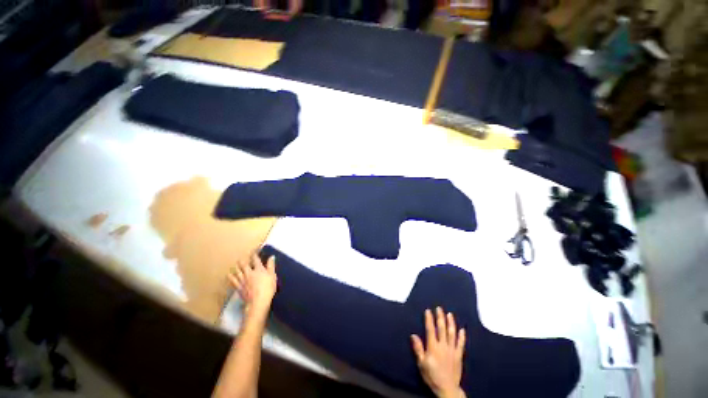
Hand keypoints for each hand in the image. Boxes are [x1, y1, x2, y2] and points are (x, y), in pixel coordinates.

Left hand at [228, 252, 277, 316]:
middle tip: (241, 258)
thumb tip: (271, 256)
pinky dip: (230, 277)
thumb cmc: (268, 288)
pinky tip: (229, 274)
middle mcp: (249, 272)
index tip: (253, 252)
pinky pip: (233, 280)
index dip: (254, 255)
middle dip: (243, 261)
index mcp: (258, 269)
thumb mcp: (272, 275)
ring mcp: (243, 280)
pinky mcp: (238, 287)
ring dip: (236, 267)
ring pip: (237, 271)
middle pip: (244, 265)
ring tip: (235, 264)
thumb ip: (271, 266)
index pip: (256, 259)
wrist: (258, 301)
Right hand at [411, 307, 466, 397]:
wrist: (447, 389)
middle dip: (440, 317)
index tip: (428, 310)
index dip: (429, 319)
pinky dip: (462, 336)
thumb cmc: (432, 376)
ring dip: (451, 323)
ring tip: (450, 314)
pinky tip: (462, 329)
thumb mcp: (421, 364)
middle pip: (442, 328)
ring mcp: (452, 350)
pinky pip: (461, 344)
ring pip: (452, 333)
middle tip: (439, 308)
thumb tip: (413, 335)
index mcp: (433, 347)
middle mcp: (443, 346)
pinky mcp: (459, 355)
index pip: (430, 329)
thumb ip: (418, 349)